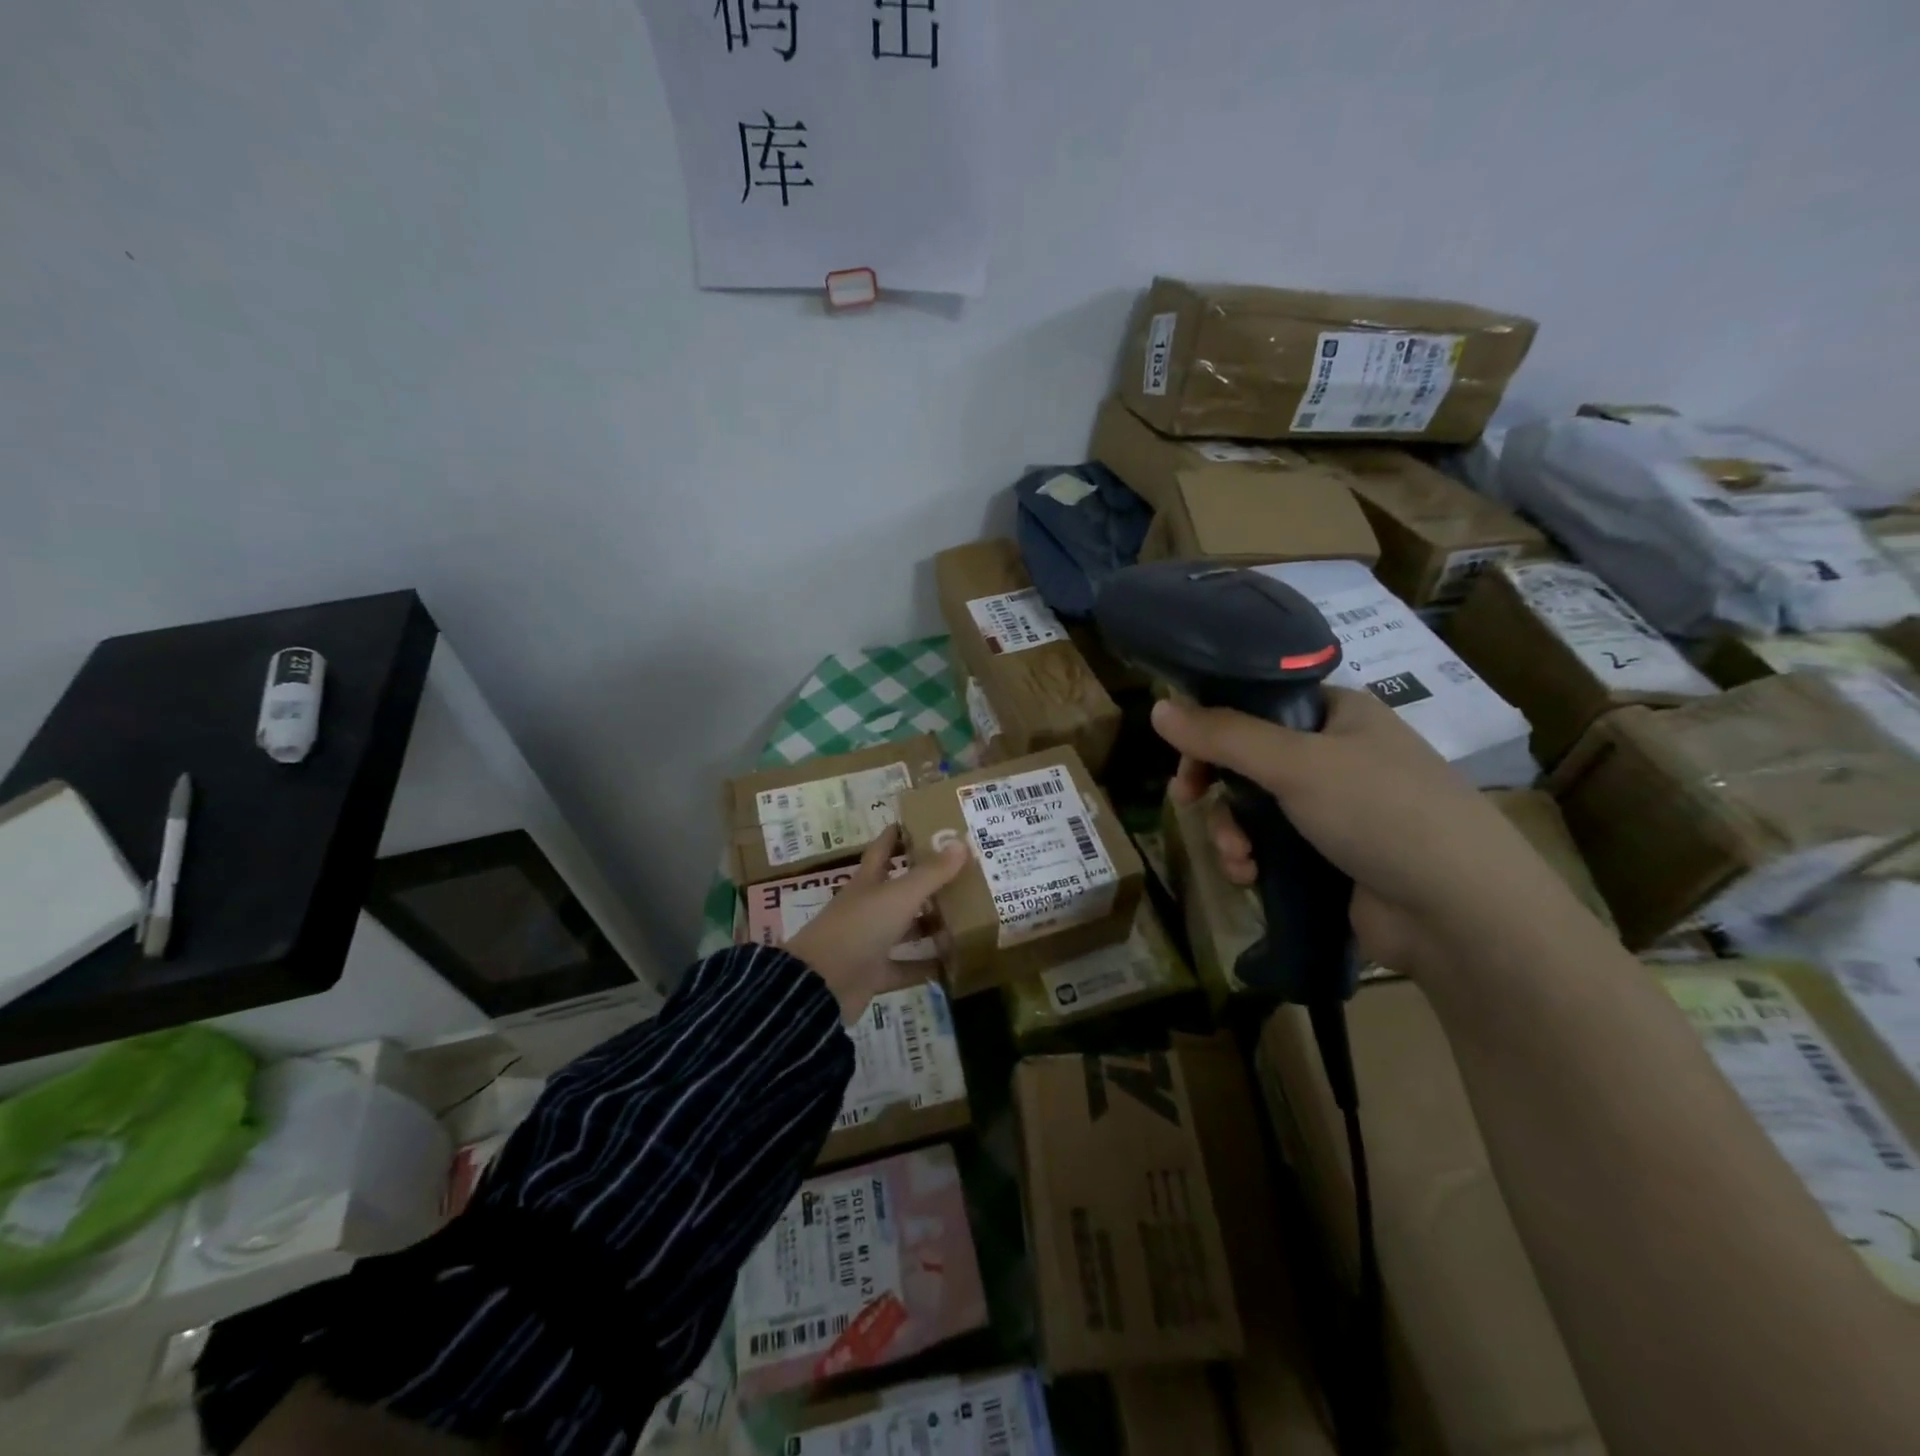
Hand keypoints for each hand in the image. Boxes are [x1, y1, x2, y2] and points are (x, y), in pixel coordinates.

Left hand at [786, 827, 969, 1020]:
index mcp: (867, 882)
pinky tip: (952, 964)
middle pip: (899, 890)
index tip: (919, 822)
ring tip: (966, 917)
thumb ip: (931, 873)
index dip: (897, 835)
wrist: (822, 985)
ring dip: (930, 925)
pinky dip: (926, 967)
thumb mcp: (899, 896)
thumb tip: (961, 843)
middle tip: (961, 873)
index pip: (882, 850)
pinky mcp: (874, 973)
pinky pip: (906, 967)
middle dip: (926, 882)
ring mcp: (869, 942)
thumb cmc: (859, 927)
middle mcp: (868, 908)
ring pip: (905, 929)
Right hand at [1152, 687, 1568, 974]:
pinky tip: (1250, 877)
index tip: (1183, 752)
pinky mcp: (1333, 856)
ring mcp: (1337, 808)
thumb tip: (1158, 706)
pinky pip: (1272, 846)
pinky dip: (1253, 859)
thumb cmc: (1380, 812)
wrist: (1458, 913)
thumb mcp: (1294, 763)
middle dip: (1216, 786)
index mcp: (1339, 714)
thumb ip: (1223, 735)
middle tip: (1187, 800)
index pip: (1259, 702)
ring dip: (1231, 831)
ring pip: (1255, 807)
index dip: (1214, 723)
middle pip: (1249, 758)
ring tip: (1236, 858)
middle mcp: (1337, 754)